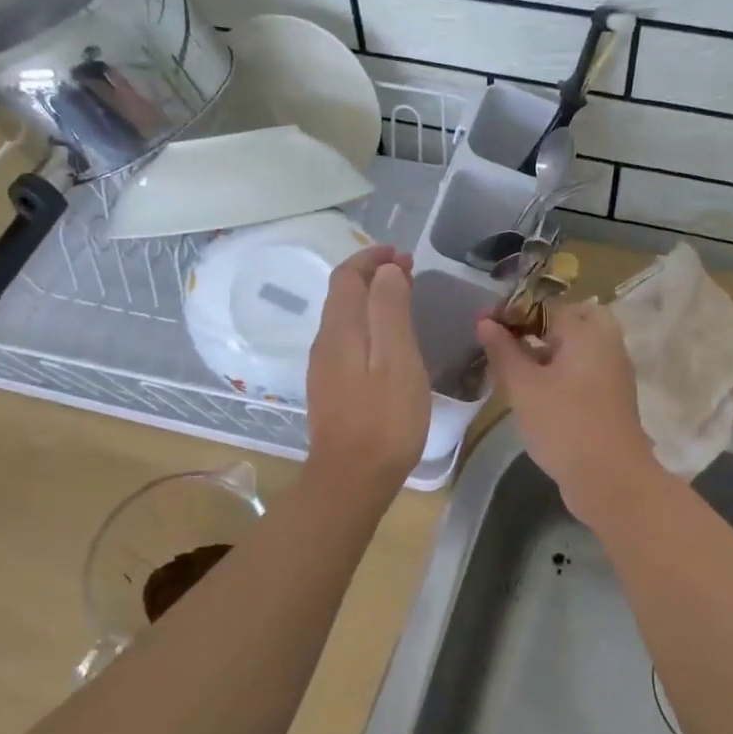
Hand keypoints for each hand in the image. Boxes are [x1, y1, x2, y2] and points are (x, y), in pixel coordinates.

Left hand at [304, 245, 430, 494]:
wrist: (352, 479)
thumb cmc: (385, 419)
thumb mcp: (398, 359)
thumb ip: (390, 310)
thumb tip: (386, 269)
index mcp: (341, 329)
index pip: (348, 276)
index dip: (372, 258)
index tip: (404, 254)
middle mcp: (325, 342)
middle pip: (342, 294)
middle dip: (372, 274)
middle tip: (408, 272)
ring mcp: (324, 367)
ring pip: (344, 317)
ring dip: (370, 299)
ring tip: (402, 297)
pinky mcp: (330, 388)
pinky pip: (346, 340)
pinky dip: (367, 324)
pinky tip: (387, 340)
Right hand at [477, 301, 659, 521]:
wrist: (611, 480)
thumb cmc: (564, 424)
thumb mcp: (524, 386)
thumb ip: (503, 350)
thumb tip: (485, 321)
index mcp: (589, 332)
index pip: (547, 305)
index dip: (514, 312)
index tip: (486, 325)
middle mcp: (607, 345)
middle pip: (572, 320)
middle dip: (540, 326)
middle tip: (510, 342)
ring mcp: (614, 373)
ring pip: (578, 347)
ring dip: (548, 351)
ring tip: (513, 370)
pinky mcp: (612, 399)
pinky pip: (584, 371)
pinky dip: (561, 373)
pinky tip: (535, 394)